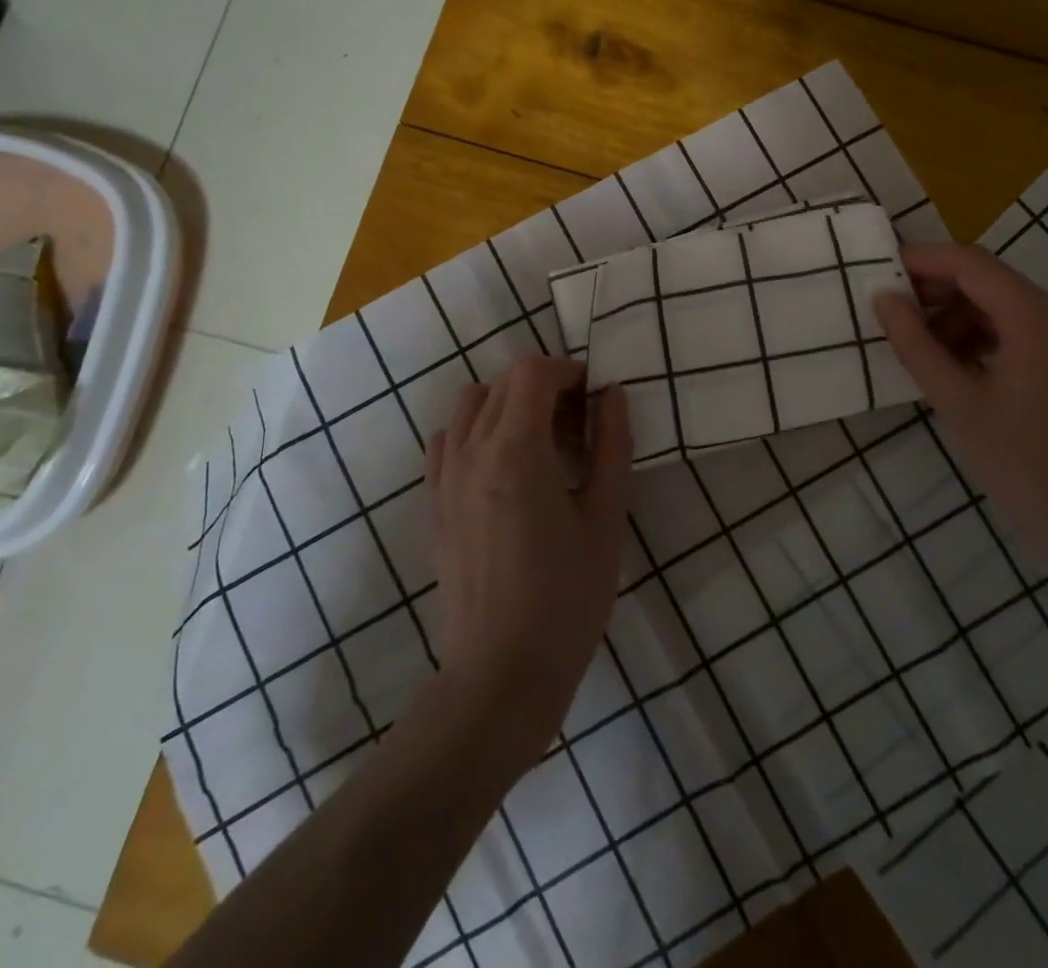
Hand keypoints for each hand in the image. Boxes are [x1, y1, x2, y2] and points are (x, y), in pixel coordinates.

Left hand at [424, 356, 631, 765]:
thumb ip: (612, 445)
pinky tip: (506, 469)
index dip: (569, 372)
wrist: (500, 676)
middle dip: (547, 388)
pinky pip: (450, 440)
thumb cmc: (567, 598)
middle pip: (504, 383)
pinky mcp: (434, 503)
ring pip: (473, 405)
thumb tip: (613, 394)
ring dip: (511, 406)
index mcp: (516, 449)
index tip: (597, 399)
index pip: (532, 372)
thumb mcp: (606, 518)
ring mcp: (445, 476)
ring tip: (544, 446)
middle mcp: (471, 450)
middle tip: (582, 428)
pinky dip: (479, 432)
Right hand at [873, 244, 1047, 559]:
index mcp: (1036, 317)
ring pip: (1001, 306)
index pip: (970, 263)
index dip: (922, 261)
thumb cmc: (1021, 463)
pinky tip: (954, 368)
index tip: (879, 273)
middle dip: (936, 292)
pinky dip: (981, 337)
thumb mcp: (956, 401)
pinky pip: (1019, 331)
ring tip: (920, 351)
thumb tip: (884, 299)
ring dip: (956, 318)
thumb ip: (915, 344)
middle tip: (892, 316)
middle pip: (988, 281)